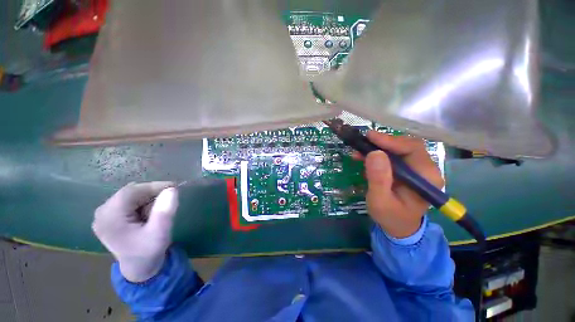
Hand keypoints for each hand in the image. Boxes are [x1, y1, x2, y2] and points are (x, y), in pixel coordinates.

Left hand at [92, 182, 178, 281]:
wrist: (139, 268)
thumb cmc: (149, 252)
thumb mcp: (160, 233)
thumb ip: (165, 211)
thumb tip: (171, 189)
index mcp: (109, 218)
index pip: (131, 192)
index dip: (153, 186)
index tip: (174, 187)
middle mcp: (102, 213)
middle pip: (130, 193)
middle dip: (151, 194)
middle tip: (168, 201)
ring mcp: (104, 214)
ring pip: (130, 196)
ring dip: (148, 199)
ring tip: (156, 213)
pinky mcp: (109, 216)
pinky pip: (129, 201)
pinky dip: (142, 203)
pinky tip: (147, 215)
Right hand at [354, 131, 443, 237]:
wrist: (398, 226)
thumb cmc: (390, 217)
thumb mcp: (380, 201)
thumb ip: (378, 179)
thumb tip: (375, 153)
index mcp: (426, 178)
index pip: (412, 149)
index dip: (391, 141)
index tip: (370, 137)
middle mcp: (425, 169)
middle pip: (406, 145)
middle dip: (383, 142)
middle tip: (363, 142)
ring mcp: (416, 169)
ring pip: (399, 148)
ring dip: (378, 147)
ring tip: (359, 151)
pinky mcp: (407, 169)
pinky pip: (393, 155)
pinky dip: (377, 153)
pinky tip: (364, 157)